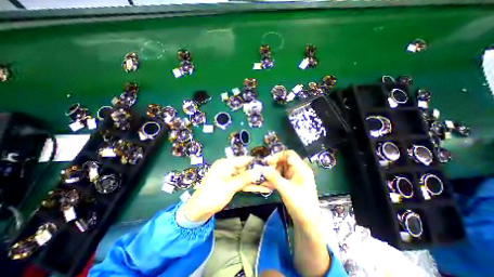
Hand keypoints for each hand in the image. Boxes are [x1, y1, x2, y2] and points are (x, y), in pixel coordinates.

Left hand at [185, 155, 271, 222]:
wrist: (199, 210)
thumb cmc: (212, 196)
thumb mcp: (229, 187)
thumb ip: (244, 178)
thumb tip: (258, 171)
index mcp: (226, 164)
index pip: (244, 160)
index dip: (256, 162)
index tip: (268, 165)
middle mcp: (229, 168)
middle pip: (247, 169)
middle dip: (258, 173)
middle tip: (272, 176)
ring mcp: (231, 176)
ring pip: (246, 177)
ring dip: (257, 181)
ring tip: (271, 183)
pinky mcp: (231, 184)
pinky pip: (243, 183)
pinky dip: (251, 186)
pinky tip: (263, 188)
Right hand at [256, 152, 328, 276]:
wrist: (307, 222)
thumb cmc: (300, 205)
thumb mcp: (286, 190)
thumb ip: (274, 178)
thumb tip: (262, 168)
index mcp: (301, 169)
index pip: (289, 154)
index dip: (277, 156)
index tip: (267, 163)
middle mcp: (298, 170)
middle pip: (283, 160)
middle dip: (273, 164)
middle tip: (264, 171)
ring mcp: (294, 176)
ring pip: (280, 168)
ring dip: (272, 171)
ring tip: (264, 178)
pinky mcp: (290, 182)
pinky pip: (280, 175)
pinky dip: (273, 178)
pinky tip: (267, 184)